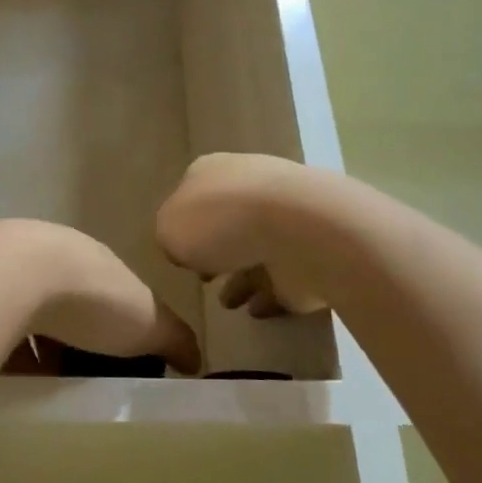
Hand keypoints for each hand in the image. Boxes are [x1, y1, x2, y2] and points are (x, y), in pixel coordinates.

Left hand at [0, 220, 200, 376]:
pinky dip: (4, 348)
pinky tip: (6, 376)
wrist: (14, 277)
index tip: (116, 359)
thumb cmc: (92, 298)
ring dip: (33, 342)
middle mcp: (51, 255)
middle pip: (65, 301)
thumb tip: (198, 361)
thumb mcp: (147, 322)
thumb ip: (174, 339)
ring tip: (40, 383)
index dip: (115, 324)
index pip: (110, 291)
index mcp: (94, 260)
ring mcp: (7, 269)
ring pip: (26, 311)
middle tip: (76, 374)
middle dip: (71, 335)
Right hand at [155, 154, 328, 317]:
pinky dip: (272, 292)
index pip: (193, 195)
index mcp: (213, 172)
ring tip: (229, 303)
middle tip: (206, 277)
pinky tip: (257, 310)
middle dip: (217, 249)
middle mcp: (250, 186)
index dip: (184, 225)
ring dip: (243, 276)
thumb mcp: (168, 230)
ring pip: (258, 249)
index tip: (182, 254)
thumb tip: (185, 250)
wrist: (300, 230)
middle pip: (228, 220)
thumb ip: (170, 239)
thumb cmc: (221, 222)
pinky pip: (286, 275)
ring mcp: (286, 217)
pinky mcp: (313, 248)